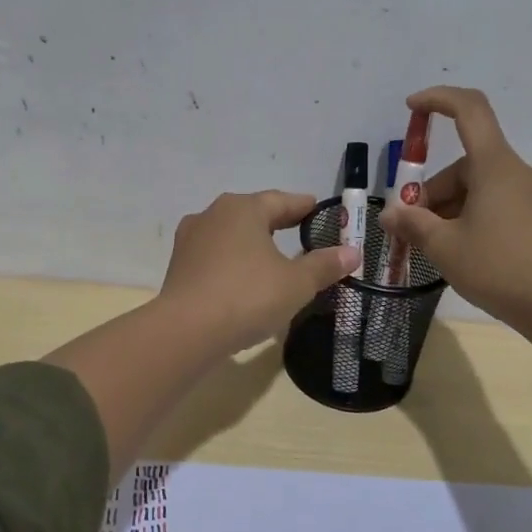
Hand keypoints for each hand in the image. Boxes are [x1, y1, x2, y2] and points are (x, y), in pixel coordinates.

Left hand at [159, 191, 357, 353]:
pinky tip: (242, 279)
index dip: (302, 206)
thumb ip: (324, 266)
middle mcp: (213, 215)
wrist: (186, 330)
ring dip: (250, 244)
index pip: (280, 201)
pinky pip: (214, 257)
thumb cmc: (247, 296)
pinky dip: (232, 263)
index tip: (316, 209)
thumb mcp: (296, 283)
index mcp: (243, 208)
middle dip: (275, 223)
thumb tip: (352, 252)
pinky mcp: (178, 267)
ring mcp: (190, 240)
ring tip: (270, 257)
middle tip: (298, 230)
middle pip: (252, 214)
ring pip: (229, 235)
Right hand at [379, 87, 531, 329]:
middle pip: (466, 164)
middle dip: (434, 191)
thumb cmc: (498, 268)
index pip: (469, 110)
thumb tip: (390, 214)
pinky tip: (464, 251)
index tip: (412, 107)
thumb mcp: (444, 246)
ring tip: (436, 247)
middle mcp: (519, 172)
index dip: (439, 99)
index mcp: (495, 166)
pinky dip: (475, 217)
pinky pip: (500, 204)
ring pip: (482, 188)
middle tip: (412, 228)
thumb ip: (413, 224)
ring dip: (452, 208)